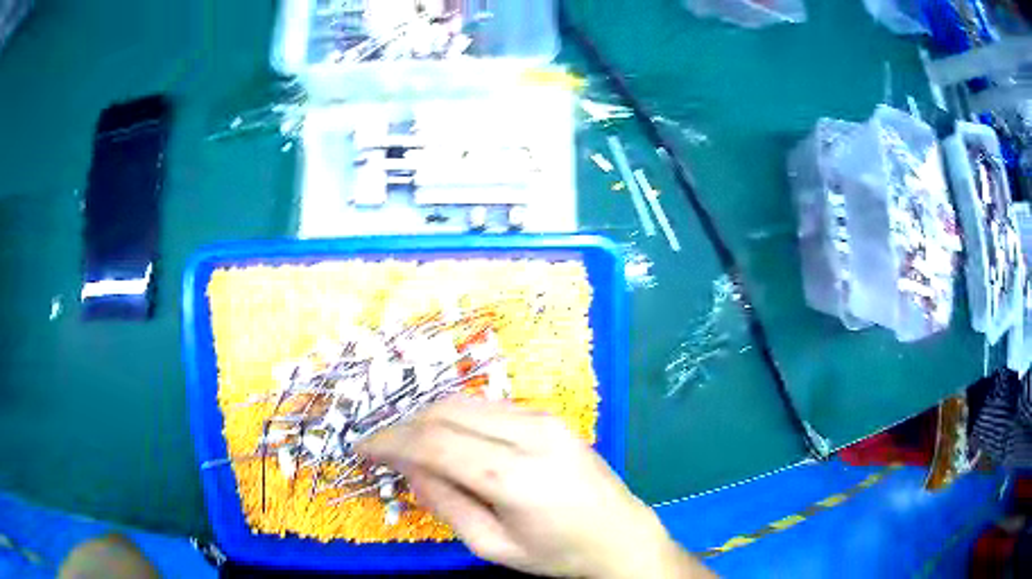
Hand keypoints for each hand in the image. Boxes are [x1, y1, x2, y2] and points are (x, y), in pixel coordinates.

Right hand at [358, 397, 712, 578]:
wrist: (620, 535)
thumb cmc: (557, 553)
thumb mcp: (492, 545)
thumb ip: (445, 503)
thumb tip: (407, 467)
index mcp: (515, 476)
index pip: (434, 442)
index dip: (389, 441)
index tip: (363, 449)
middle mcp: (530, 434)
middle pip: (445, 412)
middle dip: (404, 426)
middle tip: (383, 449)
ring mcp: (544, 419)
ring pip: (465, 401)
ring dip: (428, 418)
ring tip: (410, 446)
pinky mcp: (550, 415)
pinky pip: (488, 406)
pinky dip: (457, 417)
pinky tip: (449, 439)